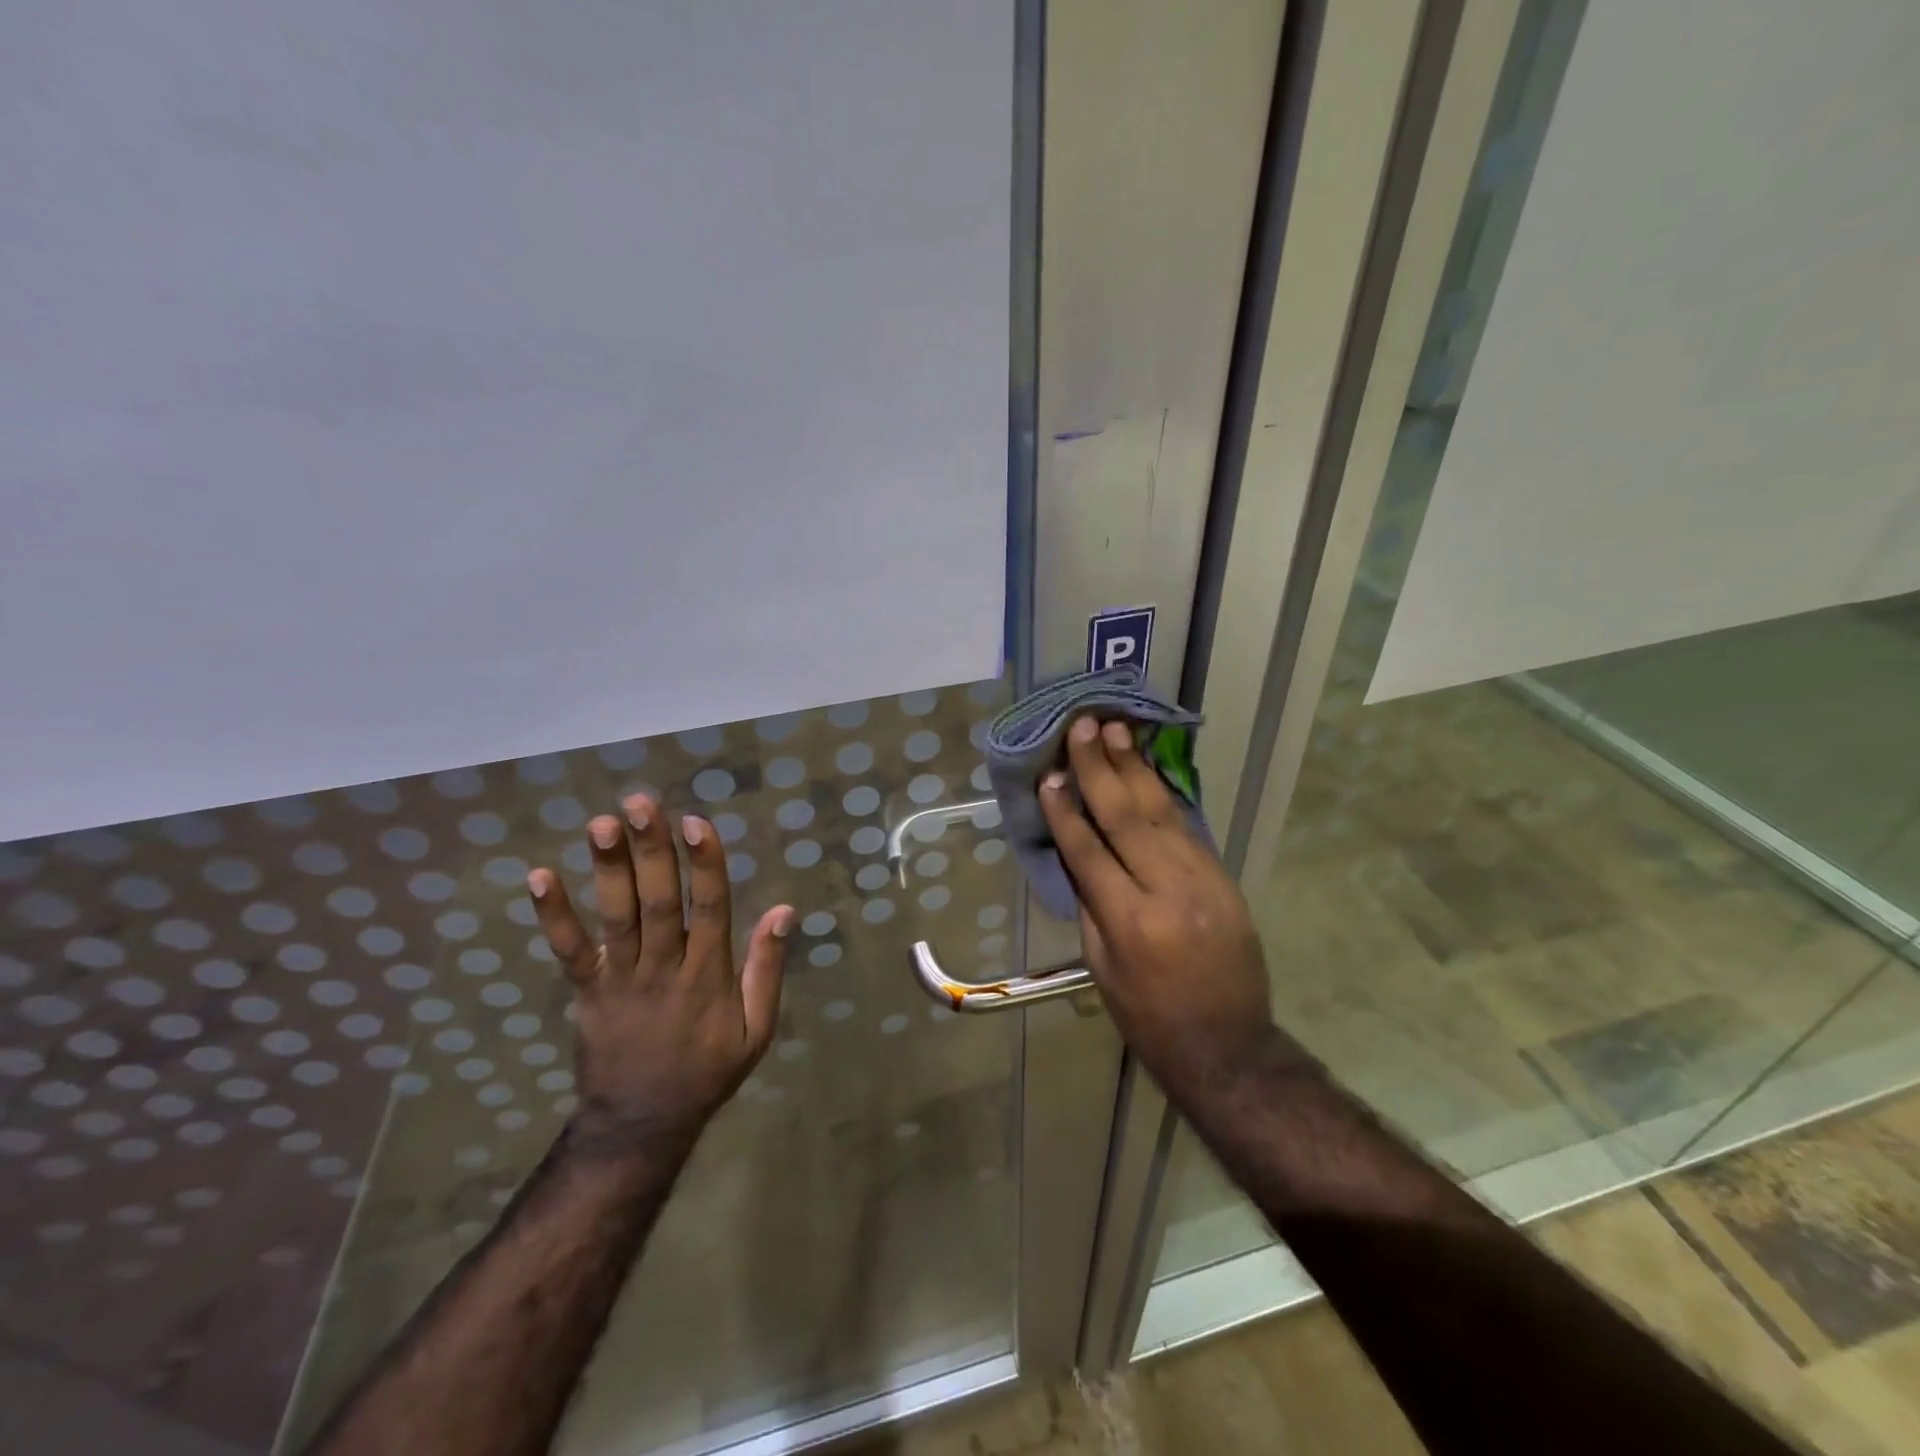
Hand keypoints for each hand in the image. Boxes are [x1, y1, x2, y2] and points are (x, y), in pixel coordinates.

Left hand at [526, 796, 793, 1151]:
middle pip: (658, 901)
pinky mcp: (587, 991)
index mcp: (709, 975)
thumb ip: (768, 968)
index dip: (705, 864)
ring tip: (601, 823)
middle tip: (641, 804)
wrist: (641, 1124)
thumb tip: (784, 909)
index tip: (696, 822)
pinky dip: (553, 915)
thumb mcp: (758, 1029)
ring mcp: (621, 979)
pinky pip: (569, 951)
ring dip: (608, 869)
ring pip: (616, 916)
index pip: (710, 908)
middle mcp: (664, 968)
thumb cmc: (708, 1069)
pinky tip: (539, 876)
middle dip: (651, 851)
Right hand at [1039, 717, 1280, 1094]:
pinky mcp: (1223, 877)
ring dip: (1134, 768)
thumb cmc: (1148, 1017)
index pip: (1090, 851)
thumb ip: (1091, 905)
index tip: (1050, 776)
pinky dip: (1162, 795)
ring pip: (1161, 812)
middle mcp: (1168, 890)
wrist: (1228, 1046)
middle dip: (1100, 768)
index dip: (1066, 811)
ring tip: (1114, 730)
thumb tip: (1077, 853)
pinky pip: (1186, 827)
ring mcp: (1203, 880)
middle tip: (1084, 727)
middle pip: (1127, 817)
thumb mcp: (1102, 969)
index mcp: (1130, 922)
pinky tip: (1145, 770)